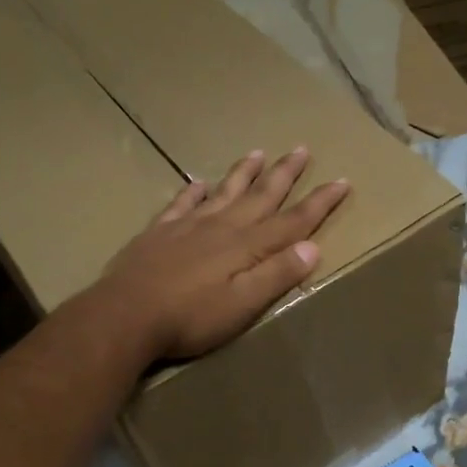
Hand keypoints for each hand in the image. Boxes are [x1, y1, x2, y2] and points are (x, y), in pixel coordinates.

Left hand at [98, 147, 349, 360]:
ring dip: (244, 173)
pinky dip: (194, 192)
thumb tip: (313, 247)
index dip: (319, 202)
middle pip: (260, 195)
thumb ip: (277, 275)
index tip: (341, 181)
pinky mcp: (159, 233)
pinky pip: (182, 203)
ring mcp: (188, 226)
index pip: (292, 221)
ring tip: (259, 152)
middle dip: (285, 174)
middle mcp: (221, 227)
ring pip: (224, 191)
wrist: (125, 316)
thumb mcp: (243, 304)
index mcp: (246, 246)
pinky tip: (199, 183)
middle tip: (302, 149)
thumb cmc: (190, 317)